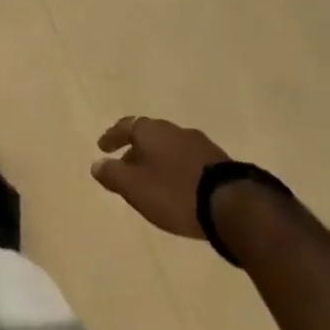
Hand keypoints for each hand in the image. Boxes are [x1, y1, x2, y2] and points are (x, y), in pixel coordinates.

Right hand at [91, 116, 229, 237]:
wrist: (232, 204)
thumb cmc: (174, 192)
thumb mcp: (135, 187)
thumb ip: (113, 174)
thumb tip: (97, 164)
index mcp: (151, 130)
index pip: (125, 126)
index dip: (112, 137)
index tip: (102, 148)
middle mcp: (174, 129)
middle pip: (149, 135)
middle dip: (135, 150)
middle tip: (125, 166)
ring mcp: (200, 144)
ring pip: (169, 147)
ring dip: (157, 160)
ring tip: (151, 179)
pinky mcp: (219, 161)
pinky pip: (187, 160)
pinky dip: (176, 169)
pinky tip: (177, 186)